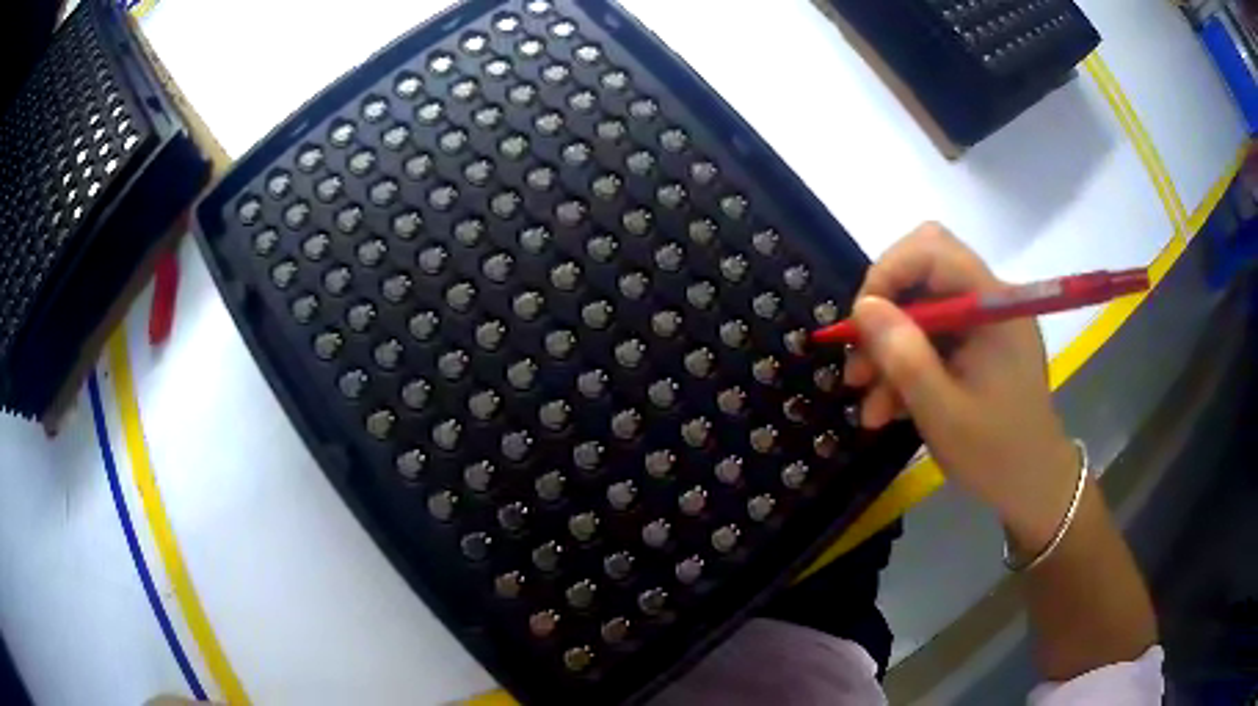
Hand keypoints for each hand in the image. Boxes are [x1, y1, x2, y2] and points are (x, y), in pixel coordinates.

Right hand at [843, 223, 1078, 548]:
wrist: (1033, 488)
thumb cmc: (996, 454)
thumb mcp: (943, 412)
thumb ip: (904, 357)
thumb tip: (863, 308)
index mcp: (993, 305)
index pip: (931, 250)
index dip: (887, 274)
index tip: (860, 324)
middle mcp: (989, 302)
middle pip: (922, 273)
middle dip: (884, 315)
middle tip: (860, 363)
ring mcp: (984, 325)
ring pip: (920, 310)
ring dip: (889, 351)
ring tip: (871, 406)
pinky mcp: (978, 347)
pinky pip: (931, 338)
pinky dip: (907, 367)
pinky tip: (891, 408)